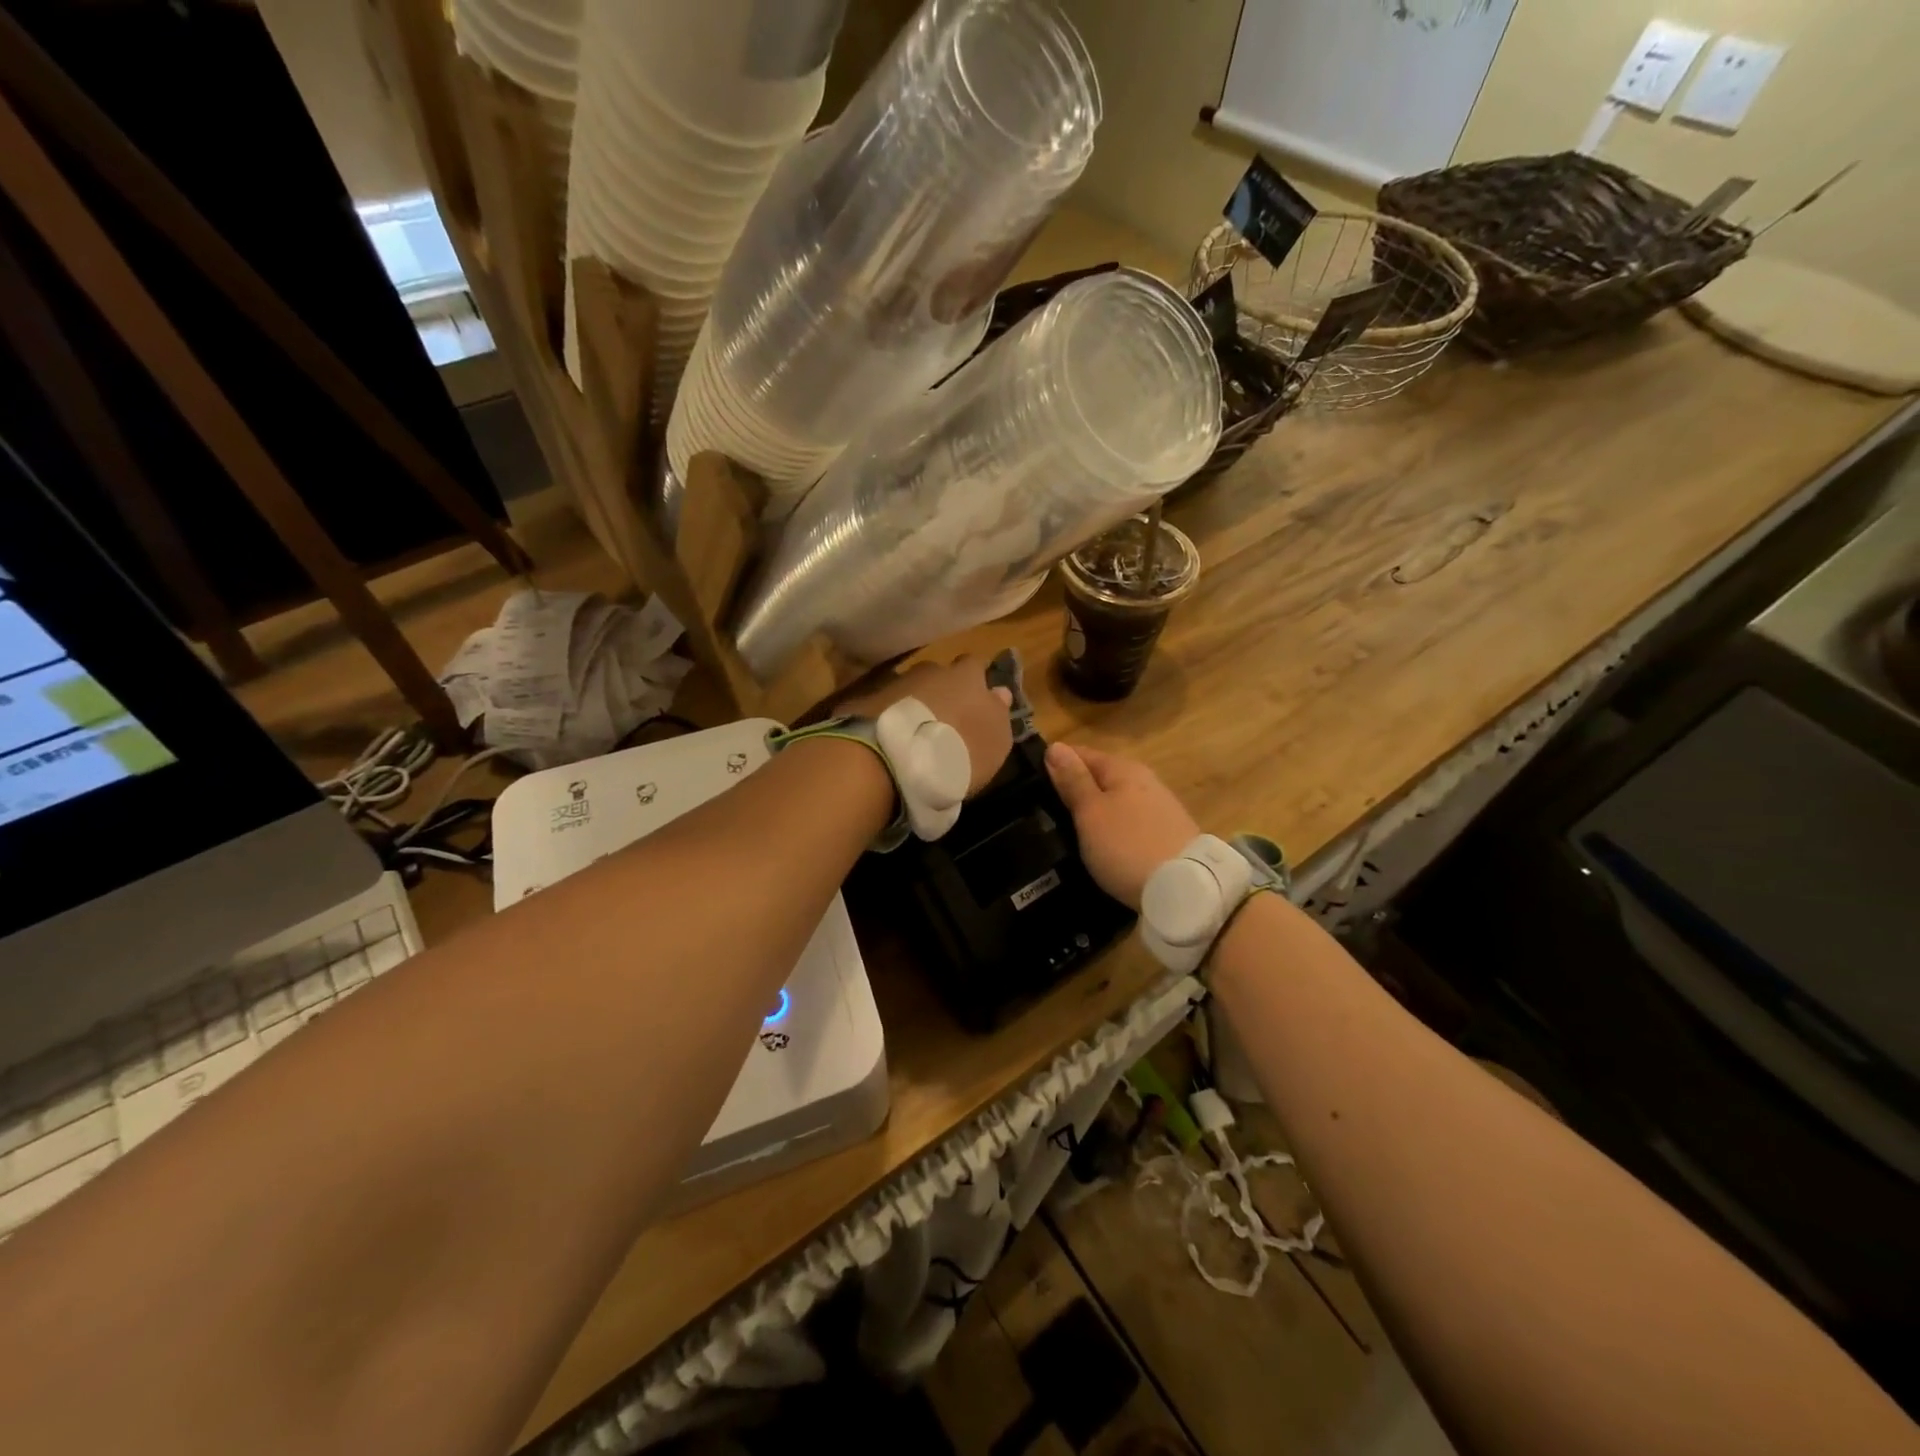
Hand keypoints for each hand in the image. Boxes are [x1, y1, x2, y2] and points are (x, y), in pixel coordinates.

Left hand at [840, 655, 1013, 795]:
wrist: (894, 759)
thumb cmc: (959, 751)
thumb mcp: (995, 741)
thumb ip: (998, 713)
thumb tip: (998, 692)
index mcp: (966, 676)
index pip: (975, 666)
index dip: (975, 682)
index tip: (975, 703)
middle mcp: (929, 671)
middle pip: (939, 676)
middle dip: (941, 693)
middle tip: (943, 722)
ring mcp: (894, 683)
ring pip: (909, 690)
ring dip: (912, 706)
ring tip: (913, 736)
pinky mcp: (863, 702)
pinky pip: (881, 707)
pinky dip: (886, 719)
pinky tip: (887, 742)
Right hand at [1044, 743, 1199, 908]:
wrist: (1184, 889)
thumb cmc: (1126, 846)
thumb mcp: (1090, 812)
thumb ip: (1073, 780)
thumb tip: (1055, 747)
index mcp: (1124, 769)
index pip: (1082, 753)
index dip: (1056, 763)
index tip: (1031, 780)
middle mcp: (1145, 781)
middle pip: (1101, 777)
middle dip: (1076, 789)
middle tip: (1045, 808)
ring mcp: (1160, 808)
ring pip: (1117, 801)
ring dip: (1095, 810)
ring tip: (1069, 829)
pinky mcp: (1169, 835)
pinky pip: (1131, 822)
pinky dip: (1114, 828)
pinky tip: (1104, 844)